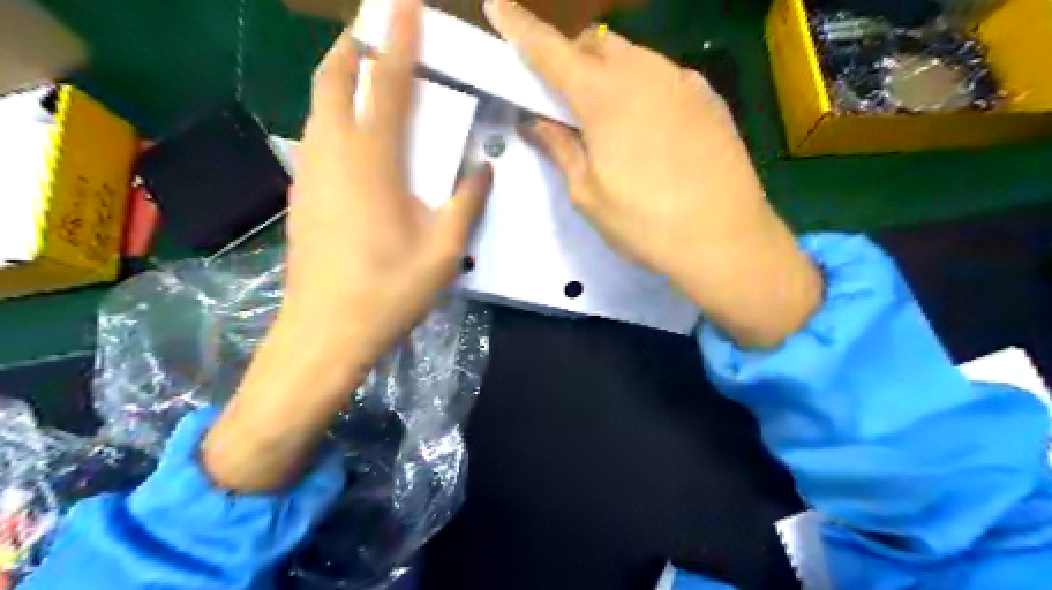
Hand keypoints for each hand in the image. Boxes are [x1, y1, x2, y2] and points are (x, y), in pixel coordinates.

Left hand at [201, 0, 488, 492]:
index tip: (403, 3)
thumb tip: (484, 169)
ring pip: (315, 108)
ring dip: (337, 82)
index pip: (385, 82)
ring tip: (363, 77)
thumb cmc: (390, 290)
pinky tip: (350, 140)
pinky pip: (314, 141)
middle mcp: (332, 155)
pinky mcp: (300, 197)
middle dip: (351, 47)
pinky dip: (330, 120)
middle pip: (331, 80)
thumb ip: (467, 202)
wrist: (327, 332)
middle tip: (374, 33)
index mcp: (372, 161)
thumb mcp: (444, 249)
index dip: (398, 39)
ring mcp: (309, 175)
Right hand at [485, 0, 821, 346]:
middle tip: (566, 101)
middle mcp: (645, 73)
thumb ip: (560, 148)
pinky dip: (645, 89)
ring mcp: (684, 82)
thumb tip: (535, 121)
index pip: (551, 51)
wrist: (726, 240)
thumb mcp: (588, 193)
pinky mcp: (710, 98)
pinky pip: (665, 78)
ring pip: (634, 57)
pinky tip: (651, 130)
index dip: (520, 28)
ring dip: (611, 74)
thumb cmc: (645, 223)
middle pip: (597, 43)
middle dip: (573, 59)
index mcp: (605, 96)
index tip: (496, 6)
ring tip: (612, 123)